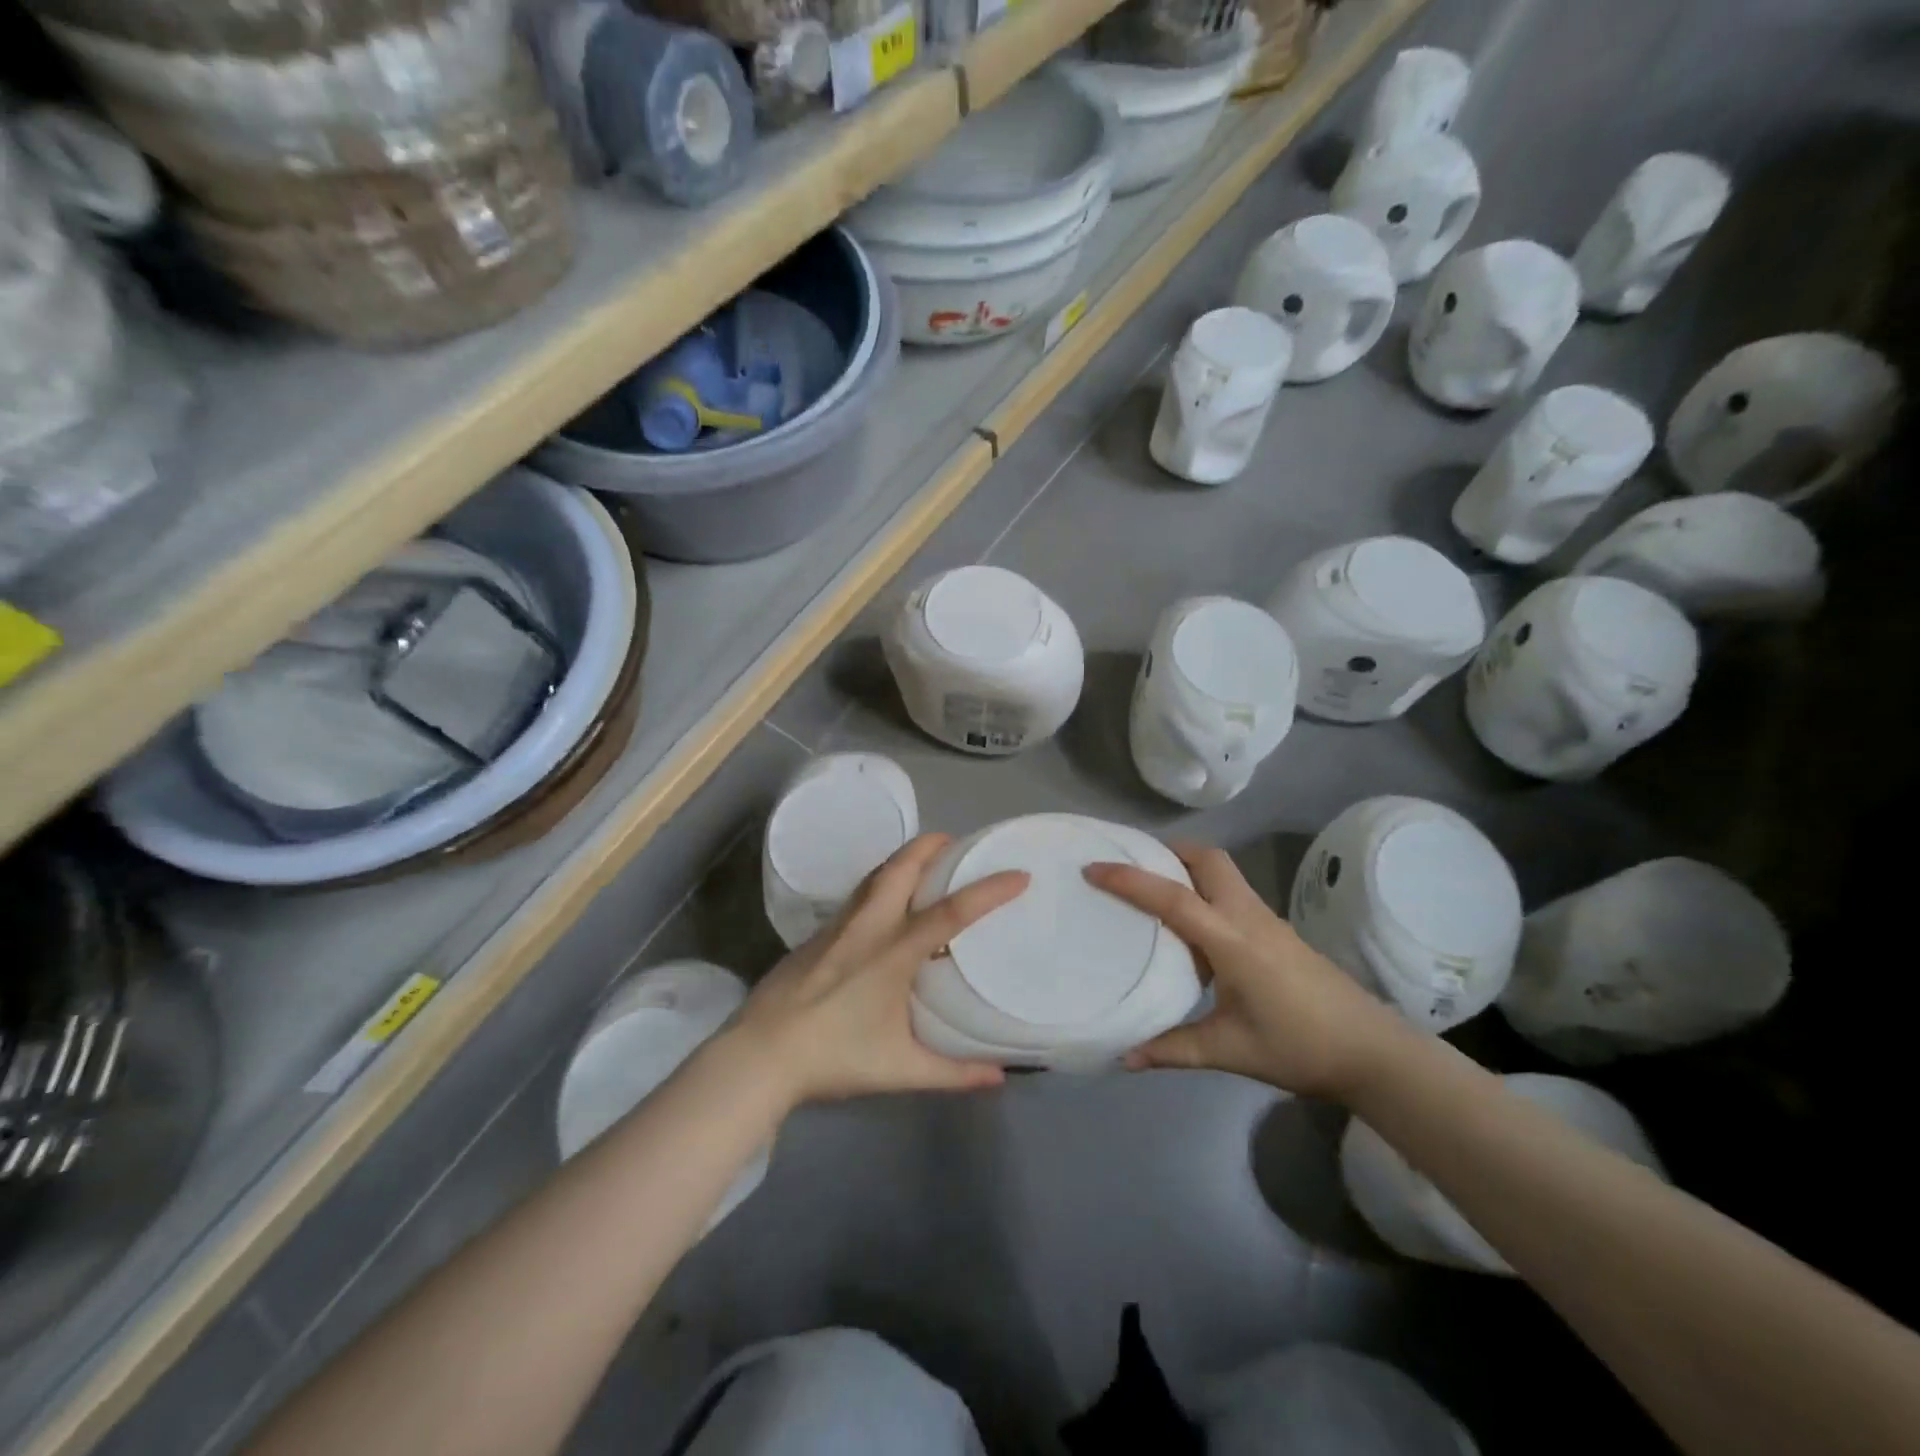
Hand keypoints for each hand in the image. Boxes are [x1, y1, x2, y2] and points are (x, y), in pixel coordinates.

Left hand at [733, 833, 1027, 1107]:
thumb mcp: (900, 1069)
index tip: (1019, 875)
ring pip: (874, 876)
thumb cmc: (833, 1057)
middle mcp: (867, 926)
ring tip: (924, 863)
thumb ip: (953, 1072)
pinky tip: (883, 907)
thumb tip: (999, 1077)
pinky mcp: (815, 935)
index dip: (988, 890)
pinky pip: (856, 895)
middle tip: (956, 843)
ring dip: (902, 860)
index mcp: (893, 952)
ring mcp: (837, 926)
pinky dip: (879, 884)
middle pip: (901, 867)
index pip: (951, 911)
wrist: (759, 1055)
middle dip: (931, 845)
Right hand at [1084, 843, 1408, 1100]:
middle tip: (1133, 868)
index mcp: (1232, 940)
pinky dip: (1204, 890)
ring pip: (1223, 871)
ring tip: (1153, 889)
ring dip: (1187, 868)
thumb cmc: (1299, 1046)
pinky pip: (1232, 892)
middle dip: (1168, 853)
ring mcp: (1266, 919)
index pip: (1174, 897)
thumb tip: (1122, 1057)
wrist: (1371, 1050)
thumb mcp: (1230, 1051)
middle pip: (1208, 859)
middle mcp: (1247, 916)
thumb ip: (1173, 1049)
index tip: (1094, 868)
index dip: (1130, 880)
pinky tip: (1192, 927)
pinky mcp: (1276, 930)